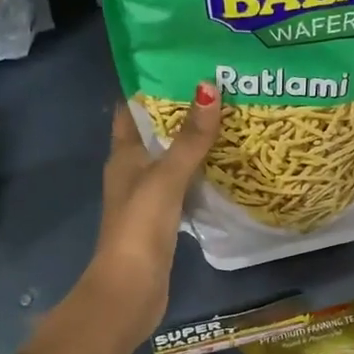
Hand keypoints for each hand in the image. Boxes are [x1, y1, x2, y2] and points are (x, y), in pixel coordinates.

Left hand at [81, 82, 223, 353]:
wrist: (130, 290)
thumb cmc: (140, 228)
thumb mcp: (165, 178)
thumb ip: (189, 138)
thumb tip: (209, 87)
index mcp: (123, 155)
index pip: (130, 109)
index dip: (150, 85)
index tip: (181, 63)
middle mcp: (132, 171)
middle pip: (155, 133)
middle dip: (182, 111)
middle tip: (220, 86)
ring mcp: (147, 198)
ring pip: (172, 160)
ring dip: (193, 143)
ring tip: (231, 117)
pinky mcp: (163, 220)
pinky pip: (184, 186)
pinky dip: (201, 174)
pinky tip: (227, 165)